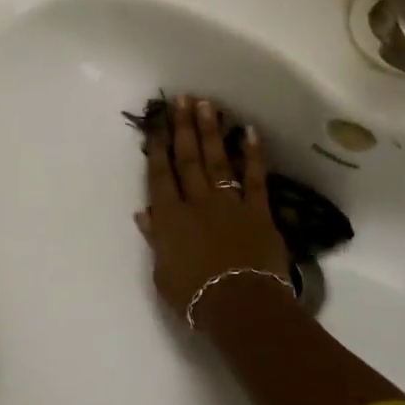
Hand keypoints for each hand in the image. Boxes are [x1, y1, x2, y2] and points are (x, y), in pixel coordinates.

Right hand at [137, 95, 291, 328]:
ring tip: (207, 105)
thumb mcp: (163, 272)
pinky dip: (252, 155)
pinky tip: (250, 132)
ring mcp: (229, 204)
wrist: (240, 306)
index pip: (160, 175)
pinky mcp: (258, 212)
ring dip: (211, 132)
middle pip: (188, 159)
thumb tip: (145, 213)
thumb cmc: (194, 296)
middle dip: (183, 127)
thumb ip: (156, 238)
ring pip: (217, 161)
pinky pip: (254, 178)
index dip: (157, 147)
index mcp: (170, 217)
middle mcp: (197, 202)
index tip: (156, 122)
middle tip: (181, 99)